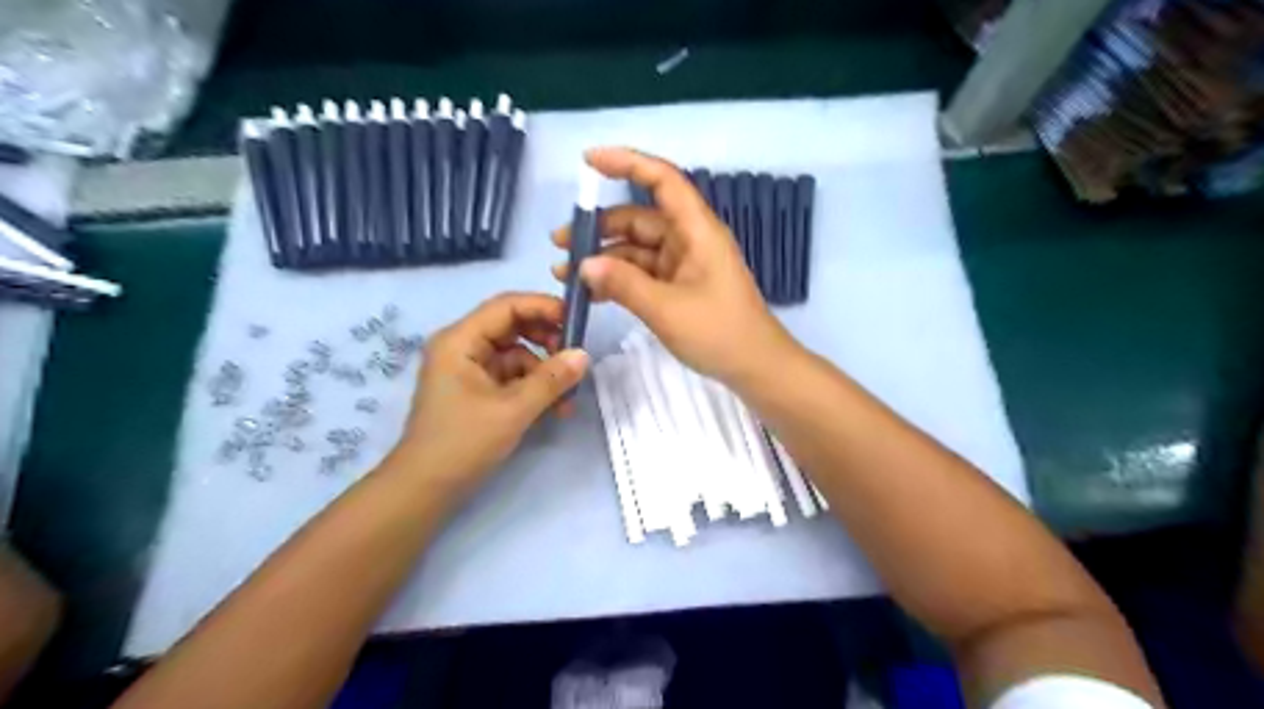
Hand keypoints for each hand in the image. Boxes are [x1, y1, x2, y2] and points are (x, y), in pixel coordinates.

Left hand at [394, 292, 589, 495]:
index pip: (507, 306)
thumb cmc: (463, 443)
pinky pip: (512, 376)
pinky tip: (555, 407)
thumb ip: (551, 380)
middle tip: (575, 357)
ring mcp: (469, 368)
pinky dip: (534, 386)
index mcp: (460, 340)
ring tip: (568, 395)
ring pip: (517, 354)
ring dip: (545, 370)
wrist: (425, 488)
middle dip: (547, 341)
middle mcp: (463, 346)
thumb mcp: (513, 410)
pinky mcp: (477, 389)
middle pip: (513, 327)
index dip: (543, 307)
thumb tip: (584, 355)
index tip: (577, 321)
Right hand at [551, 144, 791, 384]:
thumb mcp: (666, 309)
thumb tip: (583, 265)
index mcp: (696, 230)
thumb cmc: (719, 332)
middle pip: (640, 218)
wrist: (756, 367)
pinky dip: (619, 278)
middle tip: (560, 244)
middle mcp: (689, 239)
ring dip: (604, 257)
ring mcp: (684, 264)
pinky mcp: (680, 287)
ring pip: (638, 248)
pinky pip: (644, 272)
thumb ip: (623, 284)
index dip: (627, 163)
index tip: (588, 162)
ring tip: (565, 274)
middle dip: (600, 227)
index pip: (662, 180)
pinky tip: (591, 292)